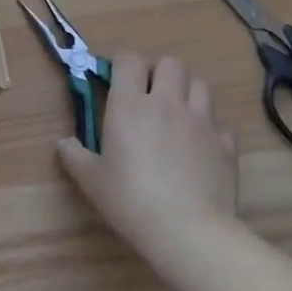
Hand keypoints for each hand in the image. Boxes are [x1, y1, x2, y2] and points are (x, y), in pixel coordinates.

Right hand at [56, 54, 237, 249]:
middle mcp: (167, 102)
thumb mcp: (90, 179)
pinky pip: (220, 123)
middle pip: (170, 63)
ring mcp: (201, 122)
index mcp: (129, 103)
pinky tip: (201, 147)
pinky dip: (211, 128)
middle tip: (149, 96)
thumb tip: (64, 144)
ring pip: (200, 85)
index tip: (115, 80)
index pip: (129, 59)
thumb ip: (74, 155)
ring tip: (177, 114)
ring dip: (187, 93)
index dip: (122, 64)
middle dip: (159, 73)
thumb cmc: (131, 199)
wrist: (189, 231)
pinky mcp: (226, 145)